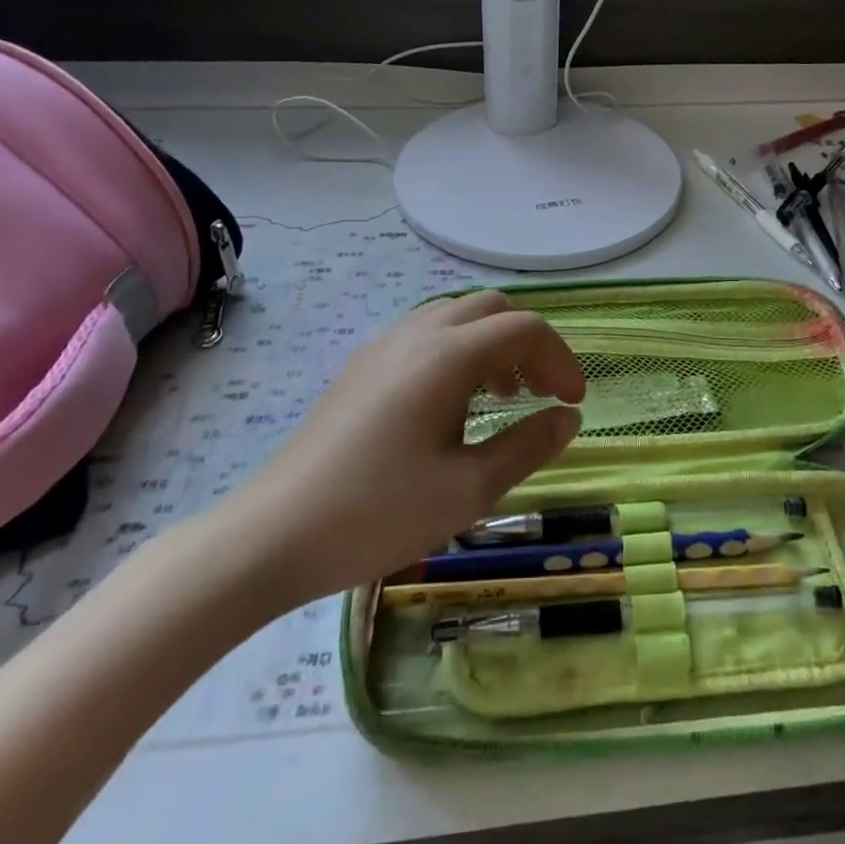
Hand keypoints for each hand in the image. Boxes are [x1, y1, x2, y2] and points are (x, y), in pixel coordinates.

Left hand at [206, 291, 585, 614]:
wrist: (272, 535)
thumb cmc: (377, 514)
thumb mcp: (468, 489)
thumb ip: (528, 446)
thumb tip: (568, 417)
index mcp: (447, 357)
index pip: (524, 328)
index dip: (560, 360)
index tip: (572, 403)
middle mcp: (417, 335)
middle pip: (492, 308)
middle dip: (529, 344)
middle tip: (541, 394)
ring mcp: (384, 346)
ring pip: (457, 316)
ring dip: (493, 344)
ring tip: (502, 398)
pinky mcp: (362, 367)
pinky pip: (426, 335)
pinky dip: (459, 352)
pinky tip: (453, 405)